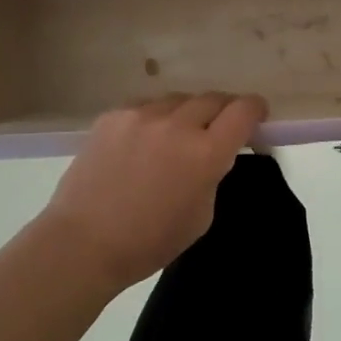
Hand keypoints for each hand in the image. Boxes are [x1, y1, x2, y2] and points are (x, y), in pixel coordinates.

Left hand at [38, 93, 267, 293]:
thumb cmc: (150, 241)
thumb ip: (213, 174)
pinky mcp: (113, 116)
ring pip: (178, 99)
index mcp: (205, 153)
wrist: (83, 242)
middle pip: (213, 98)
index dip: (256, 109)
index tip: (256, 116)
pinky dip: (154, 119)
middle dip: (223, 110)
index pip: (243, 111)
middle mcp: (177, 125)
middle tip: (218, 128)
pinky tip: (144, 141)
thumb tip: (213, 153)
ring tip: (177, 135)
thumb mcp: (202, 214)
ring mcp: (141, 116)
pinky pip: (146, 106)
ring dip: (187, 113)